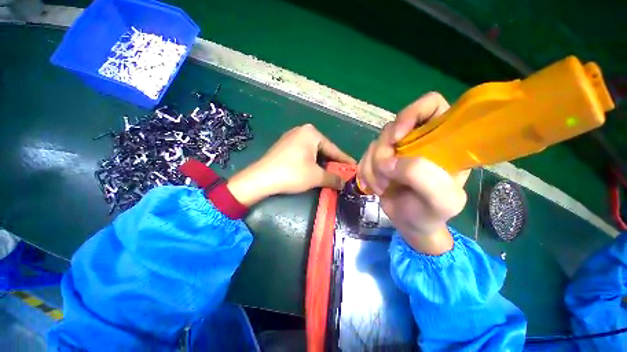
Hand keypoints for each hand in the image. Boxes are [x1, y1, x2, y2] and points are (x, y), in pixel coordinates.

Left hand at [227, 124, 355, 206]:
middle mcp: (302, 131)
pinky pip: (303, 154)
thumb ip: (333, 178)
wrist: (261, 178)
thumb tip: (344, 183)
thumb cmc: (292, 173)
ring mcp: (291, 137)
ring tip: (329, 174)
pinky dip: (310, 163)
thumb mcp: (316, 177)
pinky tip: (313, 171)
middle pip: (323, 149)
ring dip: (321, 164)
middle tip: (342, 173)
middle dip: (332, 163)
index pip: (333, 149)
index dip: (344, 160)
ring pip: (313, 152)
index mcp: (311, 133)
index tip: (354, 167)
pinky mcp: (284, 146)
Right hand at [357, 92, 469, 254]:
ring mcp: (397, 150)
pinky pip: (365, 156)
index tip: (398, 137)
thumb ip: (423, 177)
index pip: (431, 105)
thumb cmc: (431, 213)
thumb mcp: (441, 201)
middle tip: (386, 173)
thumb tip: (389, 162)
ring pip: (375, 143)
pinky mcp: (380, 159)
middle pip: (393, 126)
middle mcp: (418, 140)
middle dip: (384, 151)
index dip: (412, 113)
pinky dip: (365, 172)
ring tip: (382, 186)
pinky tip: (374, 186)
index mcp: (443, 141)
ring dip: (373, 167)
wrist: (411, 224)